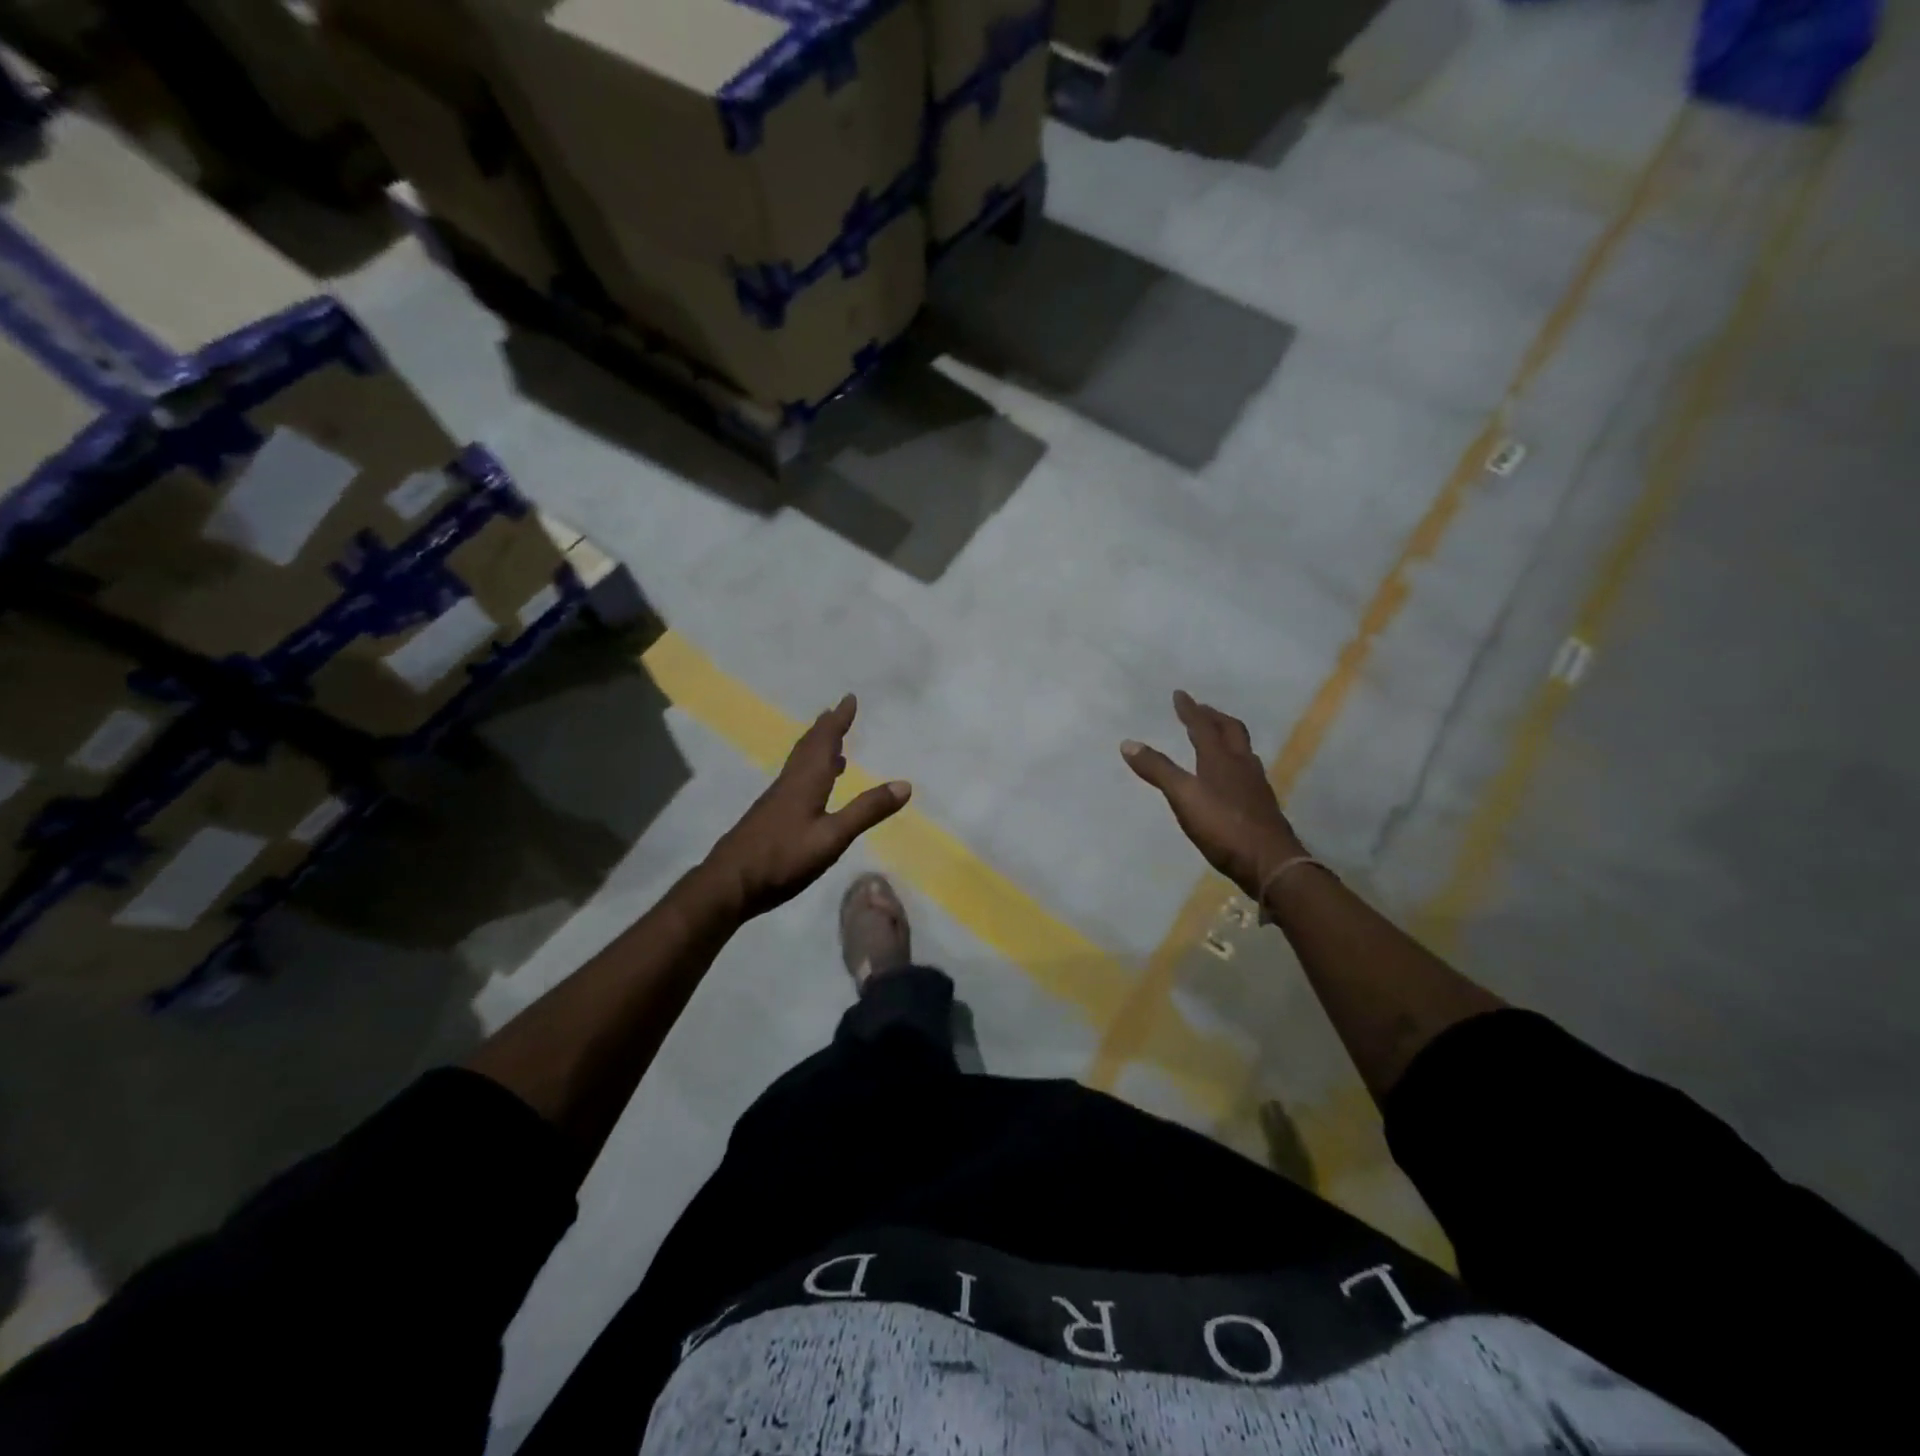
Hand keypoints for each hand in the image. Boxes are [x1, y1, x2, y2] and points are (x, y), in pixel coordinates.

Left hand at [705, 694, 910, 918]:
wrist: (729, 884)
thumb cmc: (783, 859)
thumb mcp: (832, 837)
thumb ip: (866, 811)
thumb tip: (905, 784)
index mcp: (805, 782)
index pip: (824, 742)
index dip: (838, 720)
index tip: (849, 698)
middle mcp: (789, 784)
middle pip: (808, 748)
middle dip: (825, 729)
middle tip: (837, 712)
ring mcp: (776, 801)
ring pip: (800, 765)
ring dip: (817, 750)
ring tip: (834, 748)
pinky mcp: (769, 817)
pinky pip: (795, 781)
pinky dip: (810, 772)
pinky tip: (814, 790)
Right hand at [1122, 690, 1305, 899]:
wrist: (1270, 862)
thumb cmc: (1223, 826)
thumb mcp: (1183, 797)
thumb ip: (1157, 770)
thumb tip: (1128, 743)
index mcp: (1221, 759)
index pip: (1203, 726)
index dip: (1190, 709)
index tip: (1179, 694)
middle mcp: (1242, 764)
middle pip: (1231, 731)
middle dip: (1214, 717)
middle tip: (1201, 710)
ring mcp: (1256, 785)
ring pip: (1243, 750)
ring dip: (1228, 737)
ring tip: (1217, 737)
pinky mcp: (1262, 804)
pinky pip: (1248, 770)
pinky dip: (1235, 761)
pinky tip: (1232, 776)